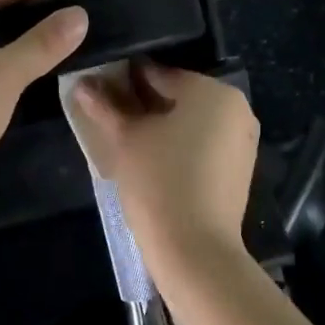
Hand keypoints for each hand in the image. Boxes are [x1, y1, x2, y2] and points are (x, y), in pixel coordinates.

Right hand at [67, 64, 258, 254]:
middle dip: (143, 103)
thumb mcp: (125, 139)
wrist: (196, 250)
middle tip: (109, 115)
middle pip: (178, 96)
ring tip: (126, 139)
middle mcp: (235, 108)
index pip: (159, 74)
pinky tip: (152, 159)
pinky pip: (204, 143)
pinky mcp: (240, 168)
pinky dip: (179, 145)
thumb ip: (105, 106)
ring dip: (161, 125)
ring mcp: (242, 140)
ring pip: (191, 121)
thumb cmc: (159, 181)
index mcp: (212, 90)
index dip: (125, 80)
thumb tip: (82, 83)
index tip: (100, 89)